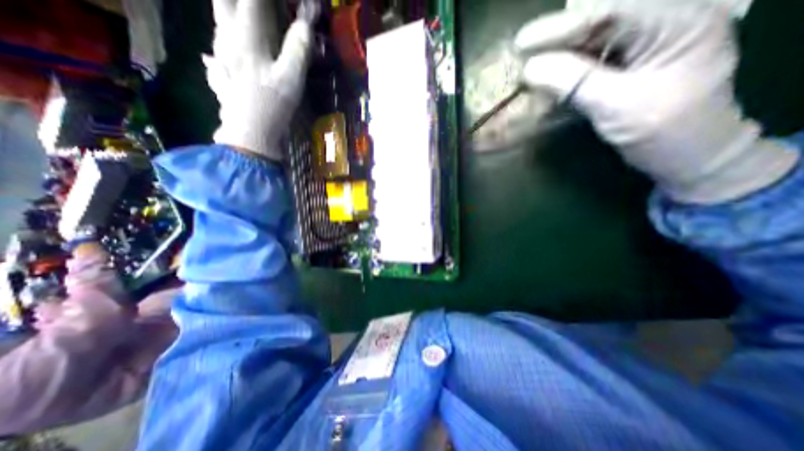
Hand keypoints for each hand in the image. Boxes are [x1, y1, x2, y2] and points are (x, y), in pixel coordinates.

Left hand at [204, 0, 318, 160]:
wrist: (250, 134)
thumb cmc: (272, 106)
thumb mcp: (291, 78)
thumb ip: (298, 48)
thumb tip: (306, 21)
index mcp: (247, 35)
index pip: (252, 0)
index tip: (287, 3)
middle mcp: (227, 37)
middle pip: (224, 2)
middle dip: (242, 2)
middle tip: (255, 9)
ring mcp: (221, 55)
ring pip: (218, 20)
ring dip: (229, 12)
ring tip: (245, 18)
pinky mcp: (220, 73)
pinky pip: (217, 45)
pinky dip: (223, 38)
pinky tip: (226, 46)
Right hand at [515, 2, 796, 202]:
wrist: (689, 155)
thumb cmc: (663, 132)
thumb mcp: (616, 106)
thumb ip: (574, 83)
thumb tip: (531, 68)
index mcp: (678, 20)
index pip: (610, 11)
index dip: (561, 27)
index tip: (522, 42)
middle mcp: (664, 21)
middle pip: (601, 20)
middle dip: (558, 37)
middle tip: (522, 51)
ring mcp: (648, 42)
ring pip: (595, 38)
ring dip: (560, 52)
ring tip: (531, 64)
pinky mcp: (633, 62)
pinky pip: (594, 57)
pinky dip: (568, 67)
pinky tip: (549, 75)